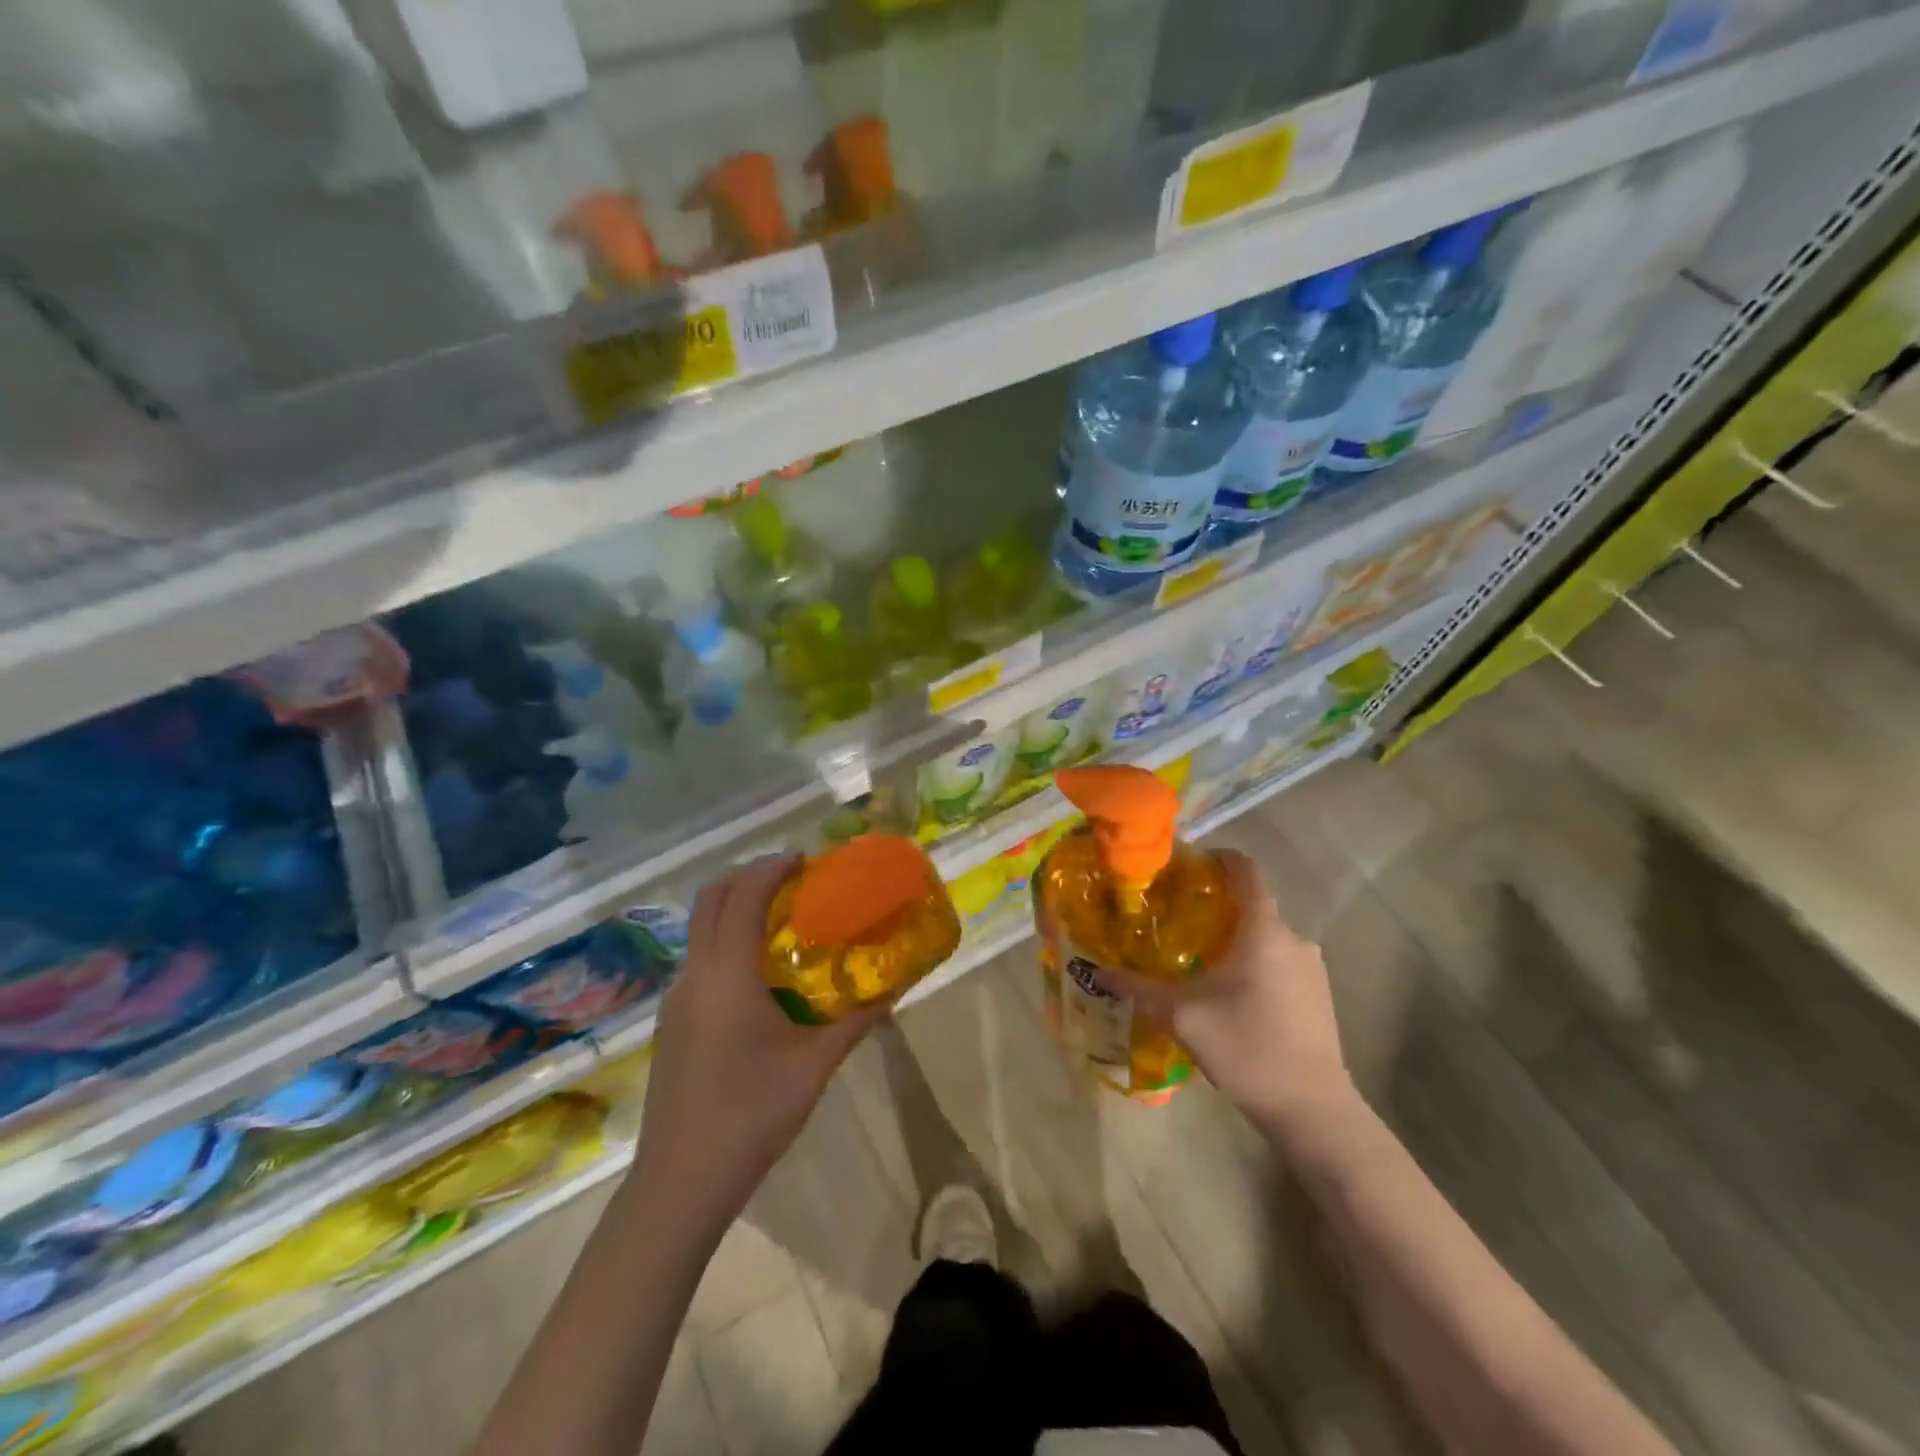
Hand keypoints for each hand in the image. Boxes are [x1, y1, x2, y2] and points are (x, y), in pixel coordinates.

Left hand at [634, 855, 887, 1221]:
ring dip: (736, 909)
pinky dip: (727, 941)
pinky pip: (700, 959)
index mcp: (726, 975)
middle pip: (710, 899)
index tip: (805, 861)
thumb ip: (855, 1021)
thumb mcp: (813, 1066)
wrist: (680, 1183)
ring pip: (701, 930)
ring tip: (783, 921)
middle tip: (792, 881)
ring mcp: (676, 999)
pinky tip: (760, 974)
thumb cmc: (751, 1116)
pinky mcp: (672, 1022)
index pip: (742, 896)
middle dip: (748, 878)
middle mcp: (694, 975)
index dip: (771, 869)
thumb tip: (894, 990)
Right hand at [1097, 851, 1357, 1146]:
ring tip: (1195, 956)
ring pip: (1265, 935)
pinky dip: (1252, 960)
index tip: (1185, 865)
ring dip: (1234, 936)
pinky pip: (1279, 960)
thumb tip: (1098, 971)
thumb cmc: (1247, 1048)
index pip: (1246, 870)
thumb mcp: (1182, 1016)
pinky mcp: (1318, 994)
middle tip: (1175, 916)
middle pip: (1253, 903)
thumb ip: (1139, 988)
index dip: (1217, 858)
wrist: (1314, 1111)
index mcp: (1264, 930)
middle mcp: (1294, 938)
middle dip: (1216, 903)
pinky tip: (1228, 991)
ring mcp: (1311, 968)